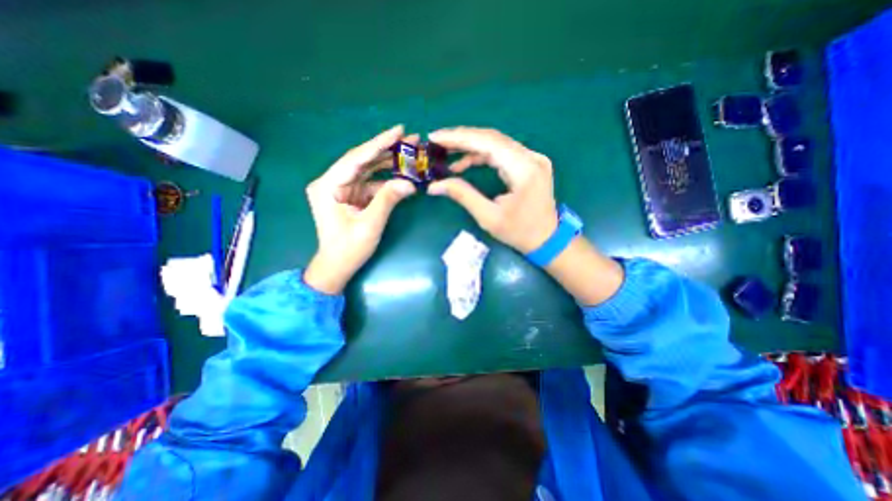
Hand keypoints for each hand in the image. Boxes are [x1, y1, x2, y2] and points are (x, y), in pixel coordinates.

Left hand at [304, 126, 419, 294]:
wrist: (337, 266)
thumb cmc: (349, 249)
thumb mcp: (370, 224)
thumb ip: (388, 200)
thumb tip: (410, 183)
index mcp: (328, 185)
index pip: (356, 158)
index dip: (379, 143)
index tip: (399, 130)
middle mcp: (332, 182)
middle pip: (362, 160)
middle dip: (387, 150)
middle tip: (411, 139)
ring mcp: (342, 188)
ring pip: (368, 169)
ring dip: (388, 162)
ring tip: (411, 153)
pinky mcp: (351, 196)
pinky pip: (371, 182)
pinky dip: (386, 179)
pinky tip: (402, 175)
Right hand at [424, 126, 555, 251]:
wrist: (547, 239)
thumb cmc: (519, 232)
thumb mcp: (488, 217)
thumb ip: (463, 195)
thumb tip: (434, 186)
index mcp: (524, 169)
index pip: (488, 142)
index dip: (459, 137)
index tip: (436, 137)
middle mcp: (531, 157)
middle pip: (492, 138)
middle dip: (462, 138)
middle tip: (438, 142)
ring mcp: (532, 158)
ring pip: (496, 144)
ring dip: (470, 147)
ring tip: (447, 153)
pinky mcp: (529, 164)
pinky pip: (502, 153)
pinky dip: (482, 156)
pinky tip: (464, 163)